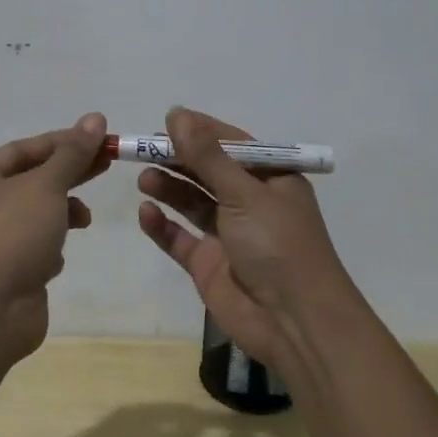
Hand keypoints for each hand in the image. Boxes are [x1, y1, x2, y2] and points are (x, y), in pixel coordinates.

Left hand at [0, 112, 108, 367]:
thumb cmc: (11, 236)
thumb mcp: (46, 186)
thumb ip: (72, 154)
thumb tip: (95, 118)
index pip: (25, 149)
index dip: (64, 141)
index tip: (100, 138)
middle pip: (33, 178)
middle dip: (70, 172)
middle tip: (108, 163)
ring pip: (37, 213)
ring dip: (63, 211)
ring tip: (84, 218)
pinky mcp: (8, 270)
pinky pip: (36, 246)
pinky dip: (51, 245)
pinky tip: (57, 257)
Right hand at [137, 107, 361, 377]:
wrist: (294, 323)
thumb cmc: (278, 245)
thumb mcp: (244, 193)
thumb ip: (207, 156)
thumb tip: (176, 114)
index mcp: (271, 180)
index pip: (232, 144)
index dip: (201, 131)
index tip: (168, 119)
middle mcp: (250, 203)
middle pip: (208, 172)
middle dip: (178, 158)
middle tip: (143, 148)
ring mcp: (229, 235)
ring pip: (192, 202)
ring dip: (169, 187)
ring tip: (143, 176)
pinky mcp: (209, 264)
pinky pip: (180, 238)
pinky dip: (163, 225)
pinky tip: (145, 212)